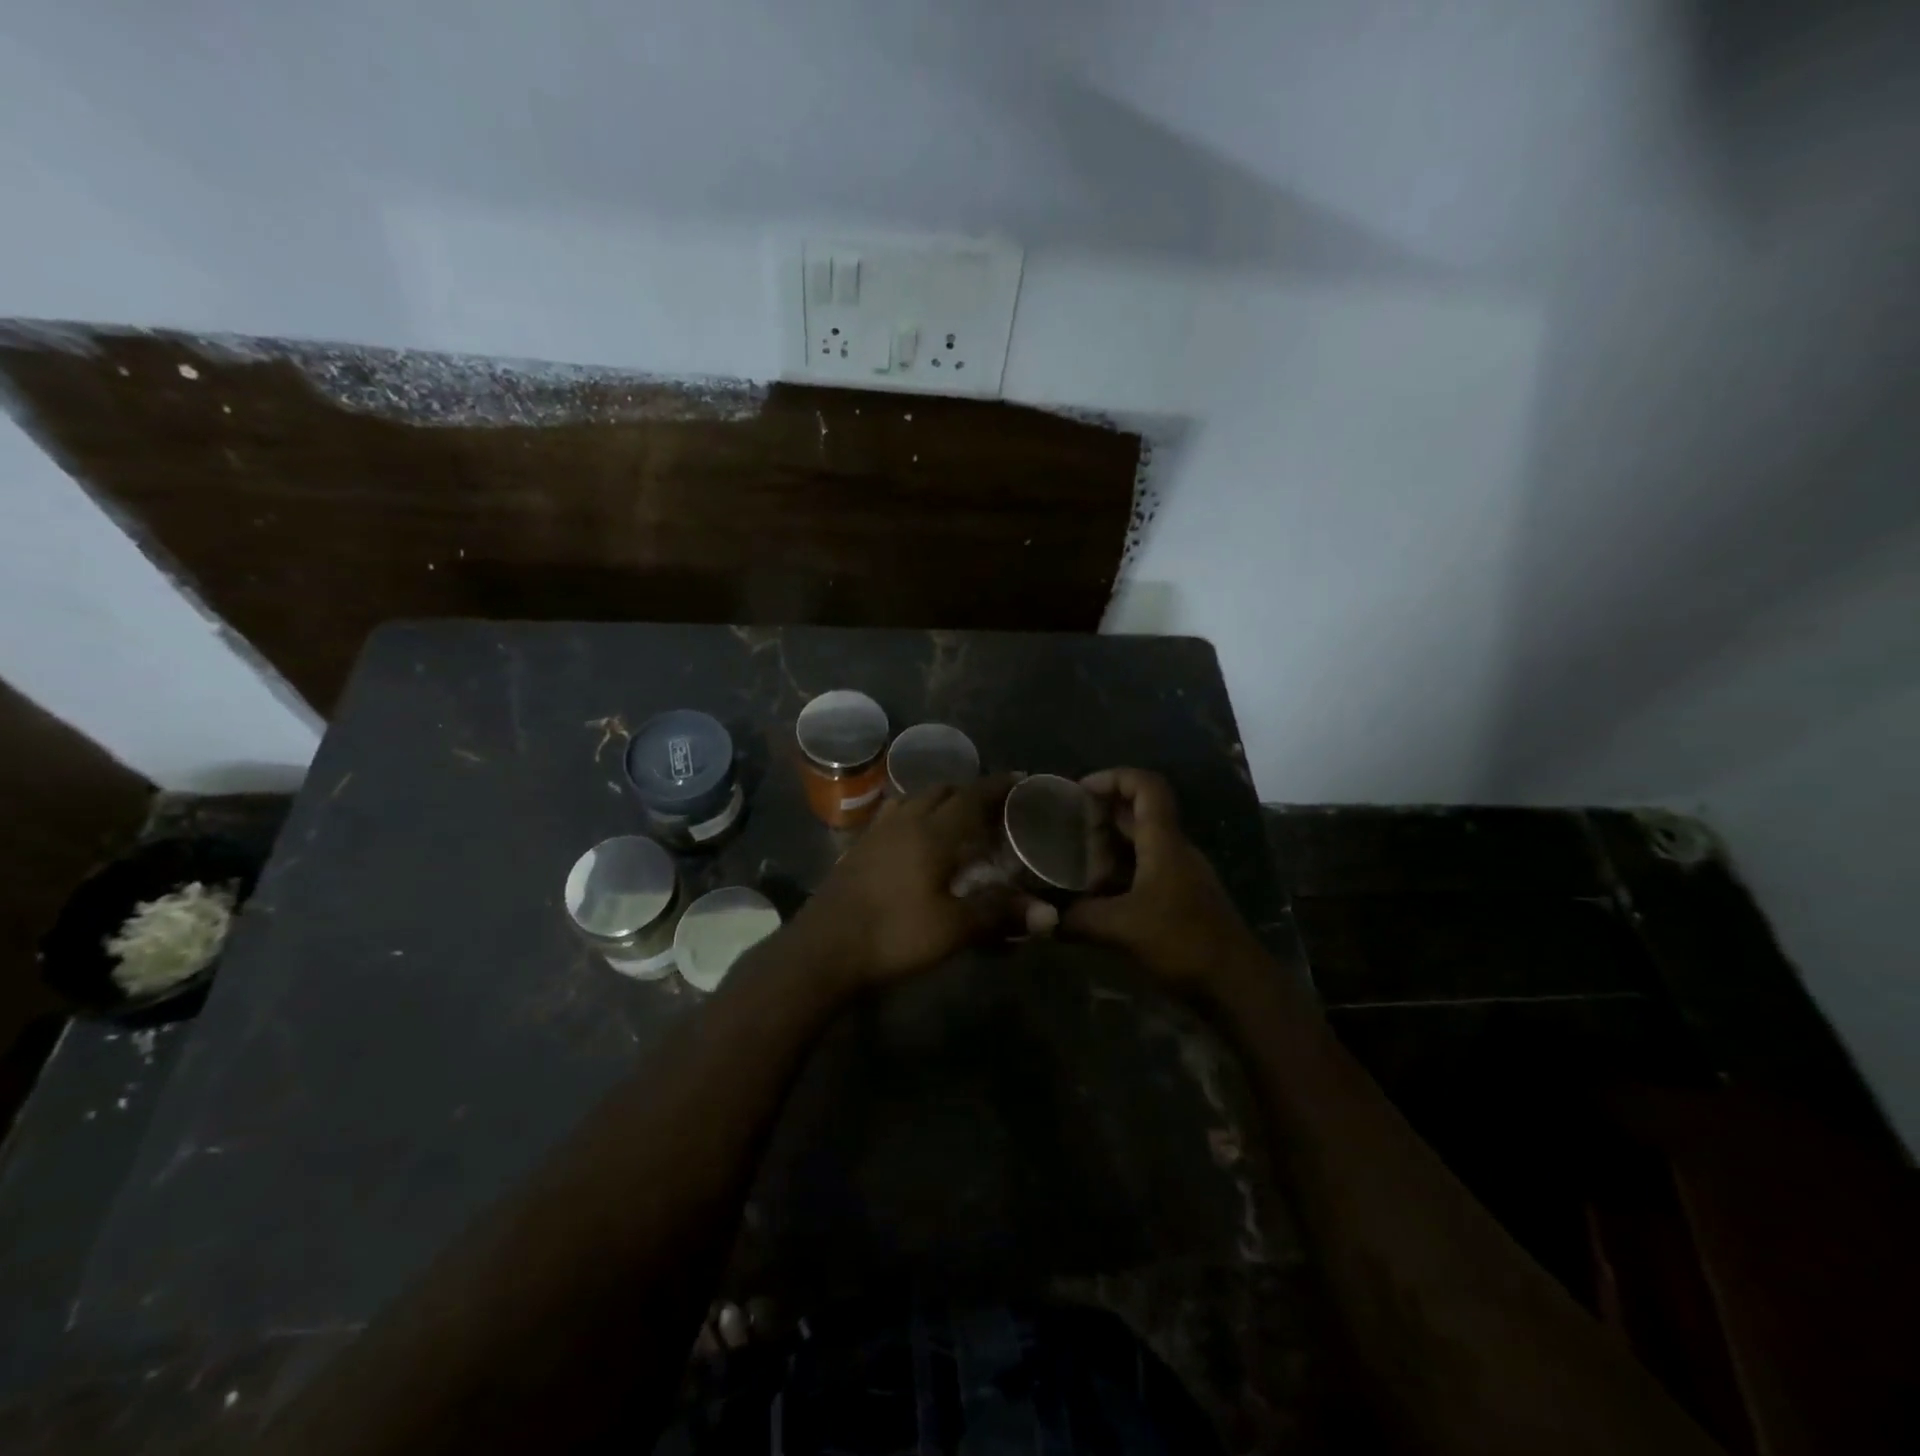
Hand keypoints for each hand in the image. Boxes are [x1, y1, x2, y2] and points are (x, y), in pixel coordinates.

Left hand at [790, 775, 1036, 987]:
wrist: (823, 951)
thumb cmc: (893, 935)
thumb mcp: (952, 929)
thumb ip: (998, 914)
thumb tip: (1049, 914)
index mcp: (931, 833)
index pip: (971, 797)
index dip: (997, 786)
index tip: (1020, 779)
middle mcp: (903, 822)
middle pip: (940, 791)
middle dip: (968, 792)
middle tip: (992, 807)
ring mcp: (875, 834)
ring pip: (912, 800)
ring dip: (937, 801)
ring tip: (954, 818)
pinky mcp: (856, 851)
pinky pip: (891, 817)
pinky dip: (911, 816)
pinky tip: (913, 840)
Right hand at [1061, 768, 1265, 997]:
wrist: (1237, 987)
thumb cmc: (1182, 942)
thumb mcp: (1122, 928)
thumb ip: (1078, 918)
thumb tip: (1042, 918)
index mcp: (1165, 842)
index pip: (1146, 786)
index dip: (1113, 777)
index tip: (1079, 790)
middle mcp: (1174, 850)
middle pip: (1139, 813)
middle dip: (1101, 813)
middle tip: (1064, 826)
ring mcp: (1180, 876)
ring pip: (1141, 844)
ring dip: (1108, 846)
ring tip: (1071, 860)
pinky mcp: (1181, 900)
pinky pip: (1145, 871)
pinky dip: (1119, 873)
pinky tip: (1095, 895)